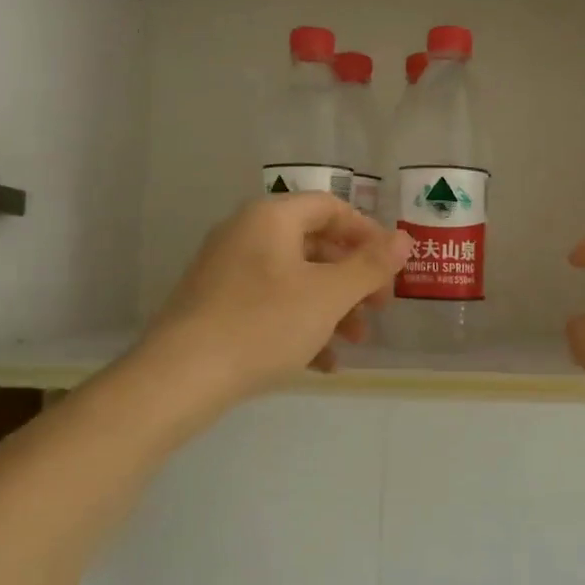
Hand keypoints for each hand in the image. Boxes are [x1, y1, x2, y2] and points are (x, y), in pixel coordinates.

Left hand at [146, 194, 412, 400]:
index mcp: (271, 218)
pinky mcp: (215, 306)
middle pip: (315, 245)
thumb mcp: (328, 295)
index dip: (368, 233)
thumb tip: (405, 238)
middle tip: (379, 308)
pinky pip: (270, 305)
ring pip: (295, 280)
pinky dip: (301, 326)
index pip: (330, 207)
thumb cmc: (263, 324)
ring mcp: (226, 271)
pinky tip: (322, 363)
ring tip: (354, 342)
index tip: (391, 267)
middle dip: (353, 278)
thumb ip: (370, 265)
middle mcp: (246, 235)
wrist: (180, 377)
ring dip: (332, 307)